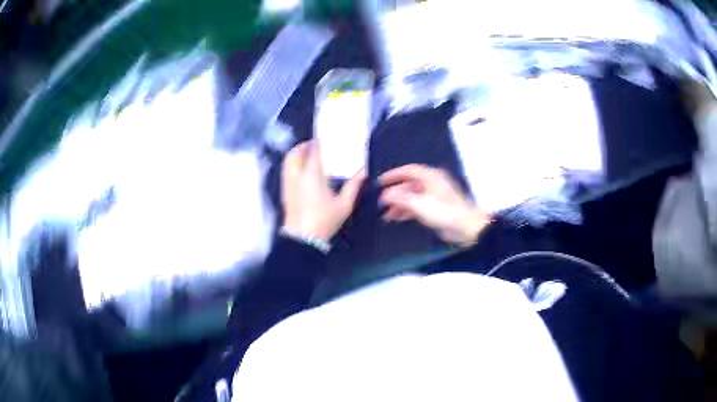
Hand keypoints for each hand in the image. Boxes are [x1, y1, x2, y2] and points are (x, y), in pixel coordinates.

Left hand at [282, 140, 366, 241]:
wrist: (303, 238)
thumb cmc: (325, 220)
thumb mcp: (344, 204)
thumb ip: (354, 185)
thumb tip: (364, 171)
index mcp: (312, 174)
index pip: (313, 150)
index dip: (318, 142)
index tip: (325, 139)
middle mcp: (297, 174)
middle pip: (296, 153)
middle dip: (304, 146)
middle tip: (314, 145)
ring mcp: (288, 183)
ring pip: (288, 161)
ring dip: (296, 154)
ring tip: (306, 155)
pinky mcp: (284, 191)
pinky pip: (285, 171)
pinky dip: (291, 165)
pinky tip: (300, 170)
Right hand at [379, 164, 490, 246]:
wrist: (466, 227)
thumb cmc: (446, 212)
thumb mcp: (419, 204)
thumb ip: (401, 198)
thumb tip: (386, 195)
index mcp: (430, 177)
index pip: (408, 170)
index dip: (393, 175)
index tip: (380, 181)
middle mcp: (432, 184)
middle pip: (409, 185)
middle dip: (395, 194)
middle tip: (381, 202)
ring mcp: (434, 196)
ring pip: (412, 197)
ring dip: (399, 205)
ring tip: (386, 215)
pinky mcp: (435, 208)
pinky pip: (417, 206)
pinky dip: (407, 211)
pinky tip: (397, 218)